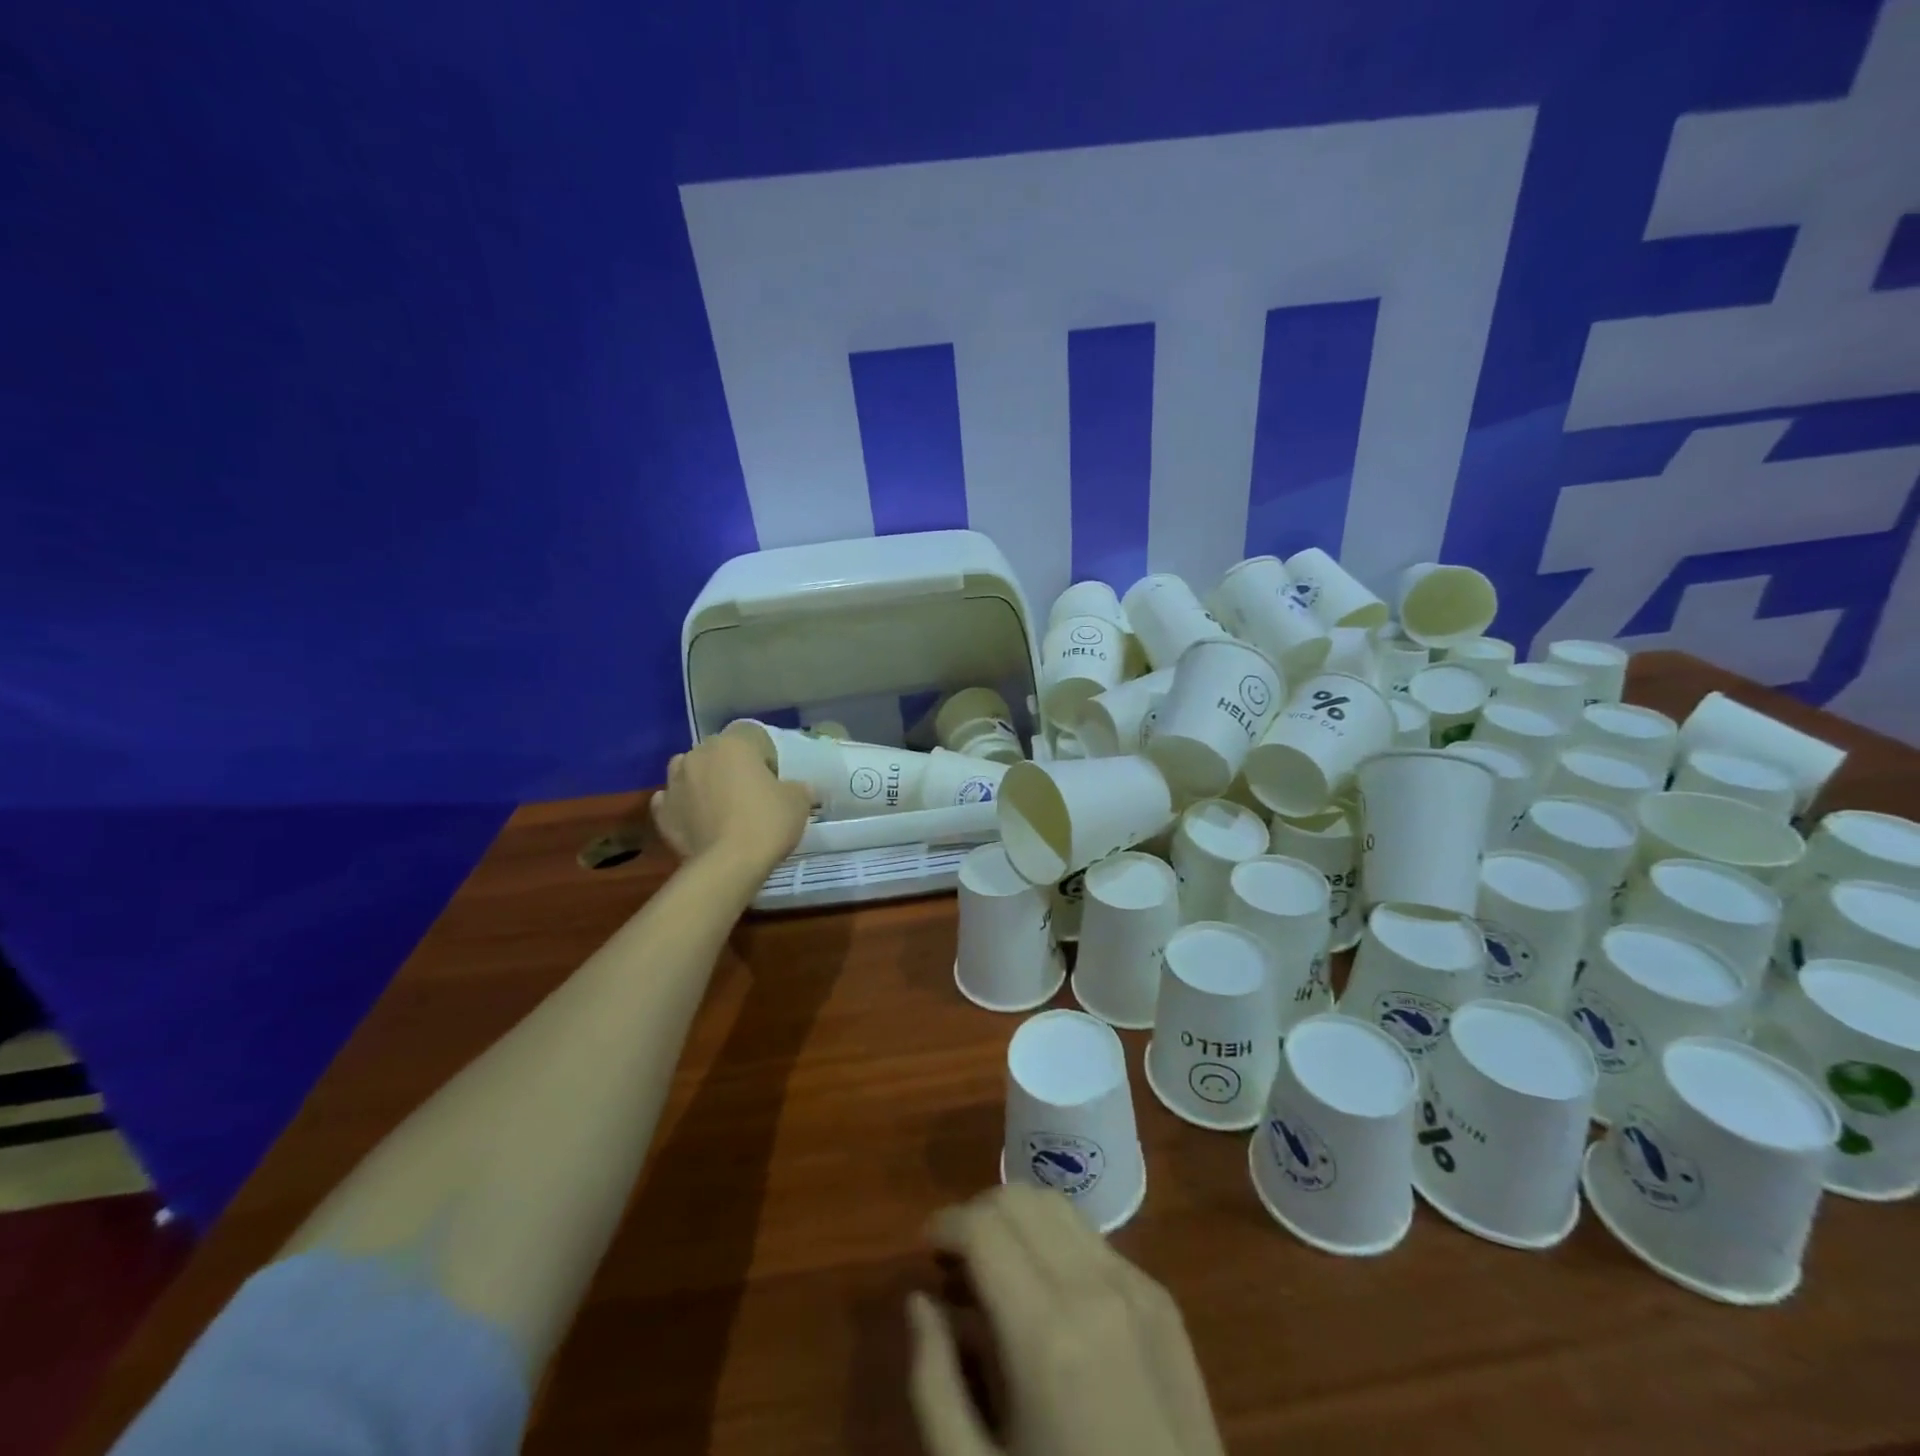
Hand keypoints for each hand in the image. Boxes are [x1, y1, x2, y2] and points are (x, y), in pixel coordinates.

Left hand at [649, 732, 812, 873]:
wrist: (727, 865)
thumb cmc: (766, 823)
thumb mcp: (799, 801)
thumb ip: (795, 787)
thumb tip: (792, 789)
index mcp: (733, 743)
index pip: (753, 734)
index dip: (766, 755)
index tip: (775, 779)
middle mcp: (699, 754)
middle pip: (720, 752)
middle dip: (733, 767)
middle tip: (751, 795)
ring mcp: (674, 782)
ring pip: (691, 772)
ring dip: (704, 782)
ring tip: (721, 808)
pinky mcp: (661, 812)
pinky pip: (674, 801)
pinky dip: (684, 807)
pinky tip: (698, 822)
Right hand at [907, 1185, 1225, 1455]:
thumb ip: (934, 1382)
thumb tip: (919, 1300)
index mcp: (1045, 1334)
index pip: (983, 1225)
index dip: (944, 1225)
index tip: (925, 1251)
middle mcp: (1094, 1288)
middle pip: (1021, 1199)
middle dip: (977, 1215)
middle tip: (956, 1264)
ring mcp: (1137, 1287)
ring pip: (1059, 1206)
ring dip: (1018, 1222)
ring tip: (998, 1272)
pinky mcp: (1163, 1300)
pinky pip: (1094, 1241)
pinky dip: (1056, 1245)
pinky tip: (1048, 1297)